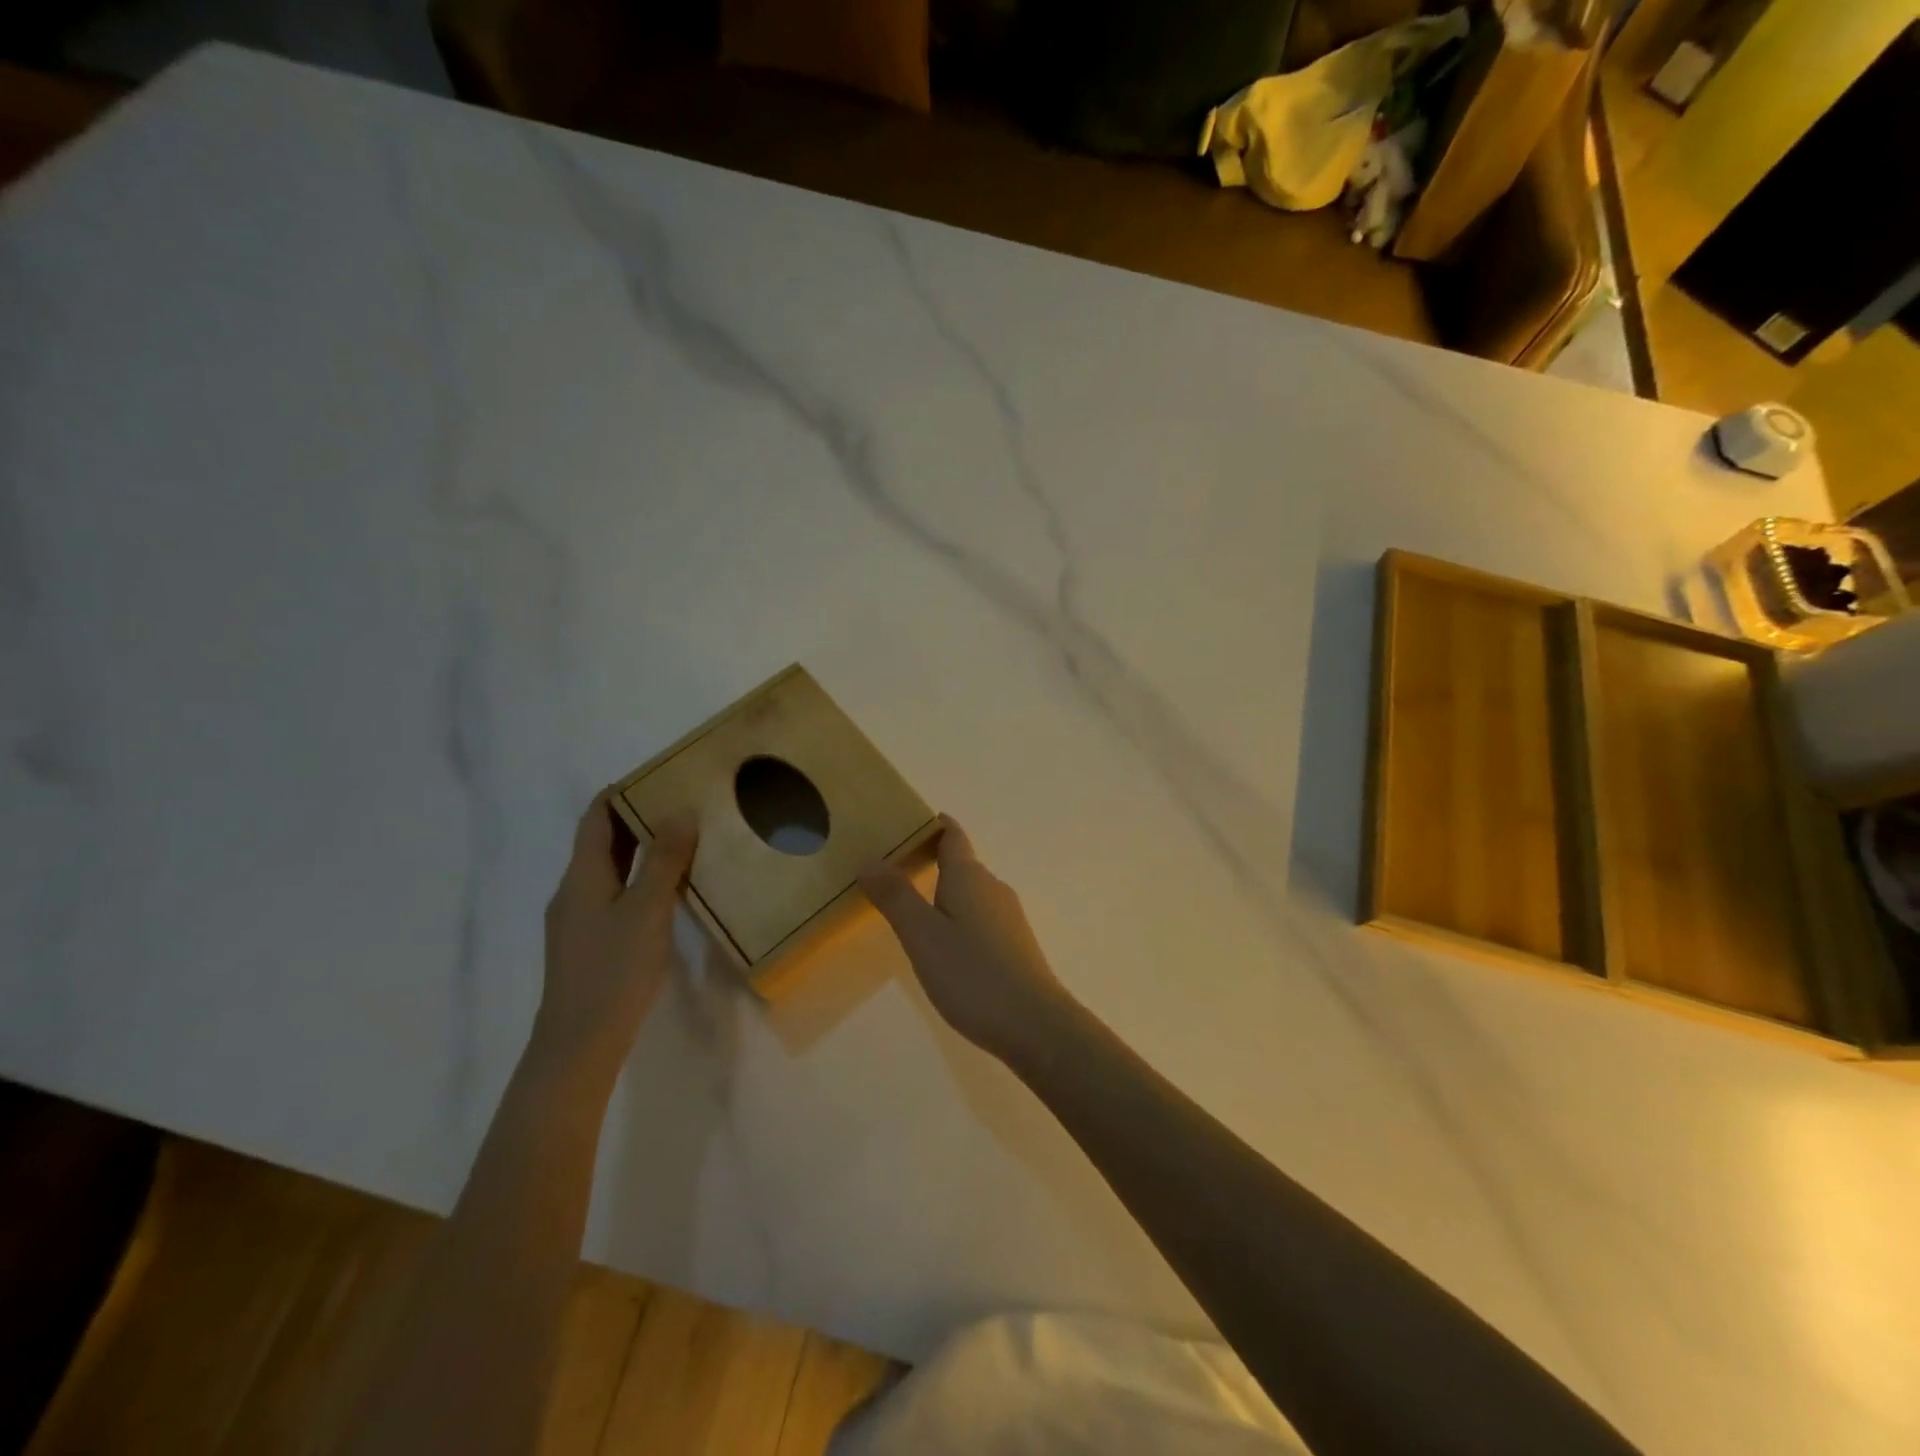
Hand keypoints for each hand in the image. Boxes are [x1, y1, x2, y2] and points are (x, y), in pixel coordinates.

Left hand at [537, 788, 695, 1080]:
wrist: (579, 1043)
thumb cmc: (613, 969)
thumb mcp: (646, 910)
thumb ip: (664, 860)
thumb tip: (680, 811)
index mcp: (582, 875)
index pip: (597, 816)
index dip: (623, 791)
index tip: (661, 775)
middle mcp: (574, 890)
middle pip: (602, 841)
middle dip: (638, 818)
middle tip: (684, 803)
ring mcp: (578, 918)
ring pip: (610, 869)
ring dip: (641, 849)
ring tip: (684, 839)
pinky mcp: (589, 942)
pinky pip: (614, 893)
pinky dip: (639, 878)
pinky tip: (668, 890)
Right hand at [859, 818, 1072, 1067]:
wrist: (1035, 1025)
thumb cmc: (972, 974)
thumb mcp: (923, 935)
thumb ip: (896, 897)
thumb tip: (870, 859)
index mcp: (970, 876)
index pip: (952, 835)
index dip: (931, 825)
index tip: (904, 823)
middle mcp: (993, 887)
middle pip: (960, 862)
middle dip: (929, 860)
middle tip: (890, 871)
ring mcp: (1008, 917)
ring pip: (970, 892)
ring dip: (942, 892)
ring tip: (909, 908)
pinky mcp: (1014, 944)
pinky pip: (979, 916)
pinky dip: (957, 917)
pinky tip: (943, 944)